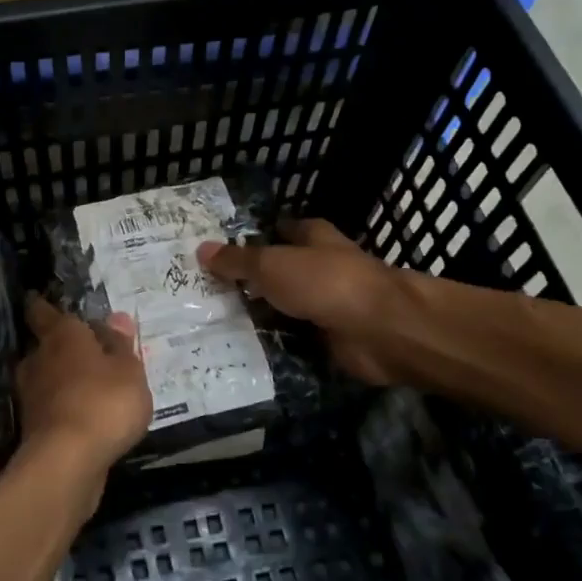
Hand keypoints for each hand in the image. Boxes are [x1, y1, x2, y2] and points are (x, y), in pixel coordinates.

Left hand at [13, 295, 153, 494]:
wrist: (67, 462)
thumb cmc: (103, 402)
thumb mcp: (128, 371)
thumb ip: (121, 346)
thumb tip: (115, 318)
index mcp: (61, 336)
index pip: (43, 311)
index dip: (41, 305)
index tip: (38, 298)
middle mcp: (39, 360)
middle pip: (45, 345)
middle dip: (61, 346)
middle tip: (85, 348)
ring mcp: (32, 395)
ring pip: (47, 377)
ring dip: (63, 378)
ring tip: (90, 382)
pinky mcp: (34, 427)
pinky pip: (52, 405)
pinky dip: (65, 405)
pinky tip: (85, 413)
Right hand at [197, 219, 409, 384]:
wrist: (380, 331)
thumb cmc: (326, 282)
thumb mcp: (273, 265)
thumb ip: (238, 260)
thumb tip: (201, 249)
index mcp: (314, 238)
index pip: (282, 230)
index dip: (256, 236)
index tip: (221, 249)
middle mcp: (322, 268)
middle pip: (281, 271)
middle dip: (251, 280)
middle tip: (205, 291)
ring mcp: (328, 305)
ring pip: (285, 307)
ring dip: (260, 315)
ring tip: (212, 323)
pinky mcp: (330, 339)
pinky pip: (293, 339)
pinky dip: (273, 343)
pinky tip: (240, 350)